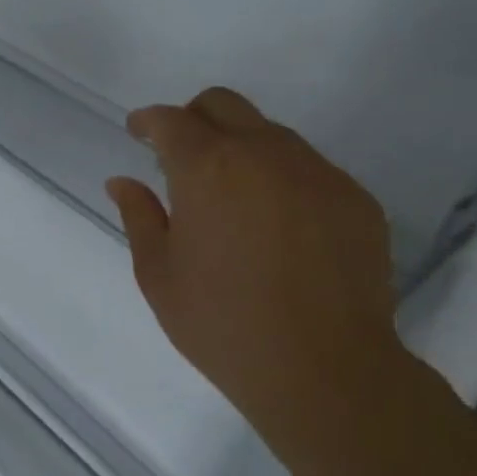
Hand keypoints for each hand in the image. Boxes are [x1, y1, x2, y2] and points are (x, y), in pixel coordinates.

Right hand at [104, 88, 403, 429]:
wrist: (325, 370)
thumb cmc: (222, 323)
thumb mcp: (158, 274)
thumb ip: (139, 216)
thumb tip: (122, 181)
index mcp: (207, 168)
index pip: (171, 120)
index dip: (148, 121)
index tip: (138, 132)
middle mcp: (264, 153)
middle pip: (224, 105)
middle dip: (194, 118)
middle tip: (180, 156)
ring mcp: (317, 172)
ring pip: (270, 133)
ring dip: (240, 147)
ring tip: (232, 196)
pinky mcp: (355, 199)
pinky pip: (309, 168)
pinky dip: (282, 178)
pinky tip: (278, 225)